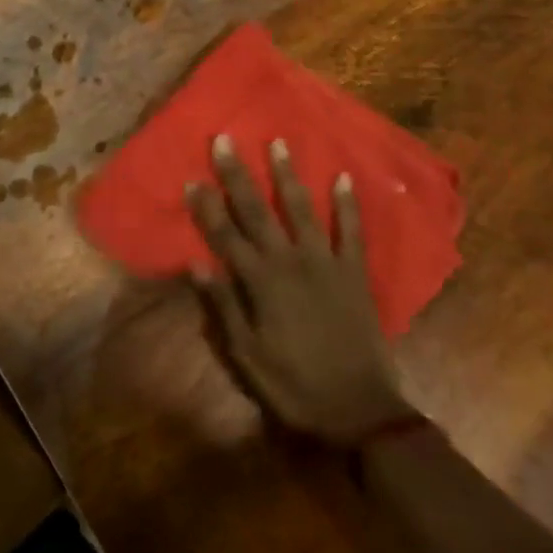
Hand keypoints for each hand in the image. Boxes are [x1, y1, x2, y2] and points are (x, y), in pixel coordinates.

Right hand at [189, 135, 413, 445]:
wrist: (359, 412)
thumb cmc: (294, 386)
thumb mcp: (246, 355)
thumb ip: (223, 306)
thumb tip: (196, 264)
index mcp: (260, 282)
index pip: (225, 235)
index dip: (207, 207)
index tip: (192, 179)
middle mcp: (290, 261)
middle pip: (258, 211)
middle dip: (238, 175)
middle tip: (225, 140)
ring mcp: (325, 263)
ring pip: (302, 209)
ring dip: (287, 176)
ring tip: (278, 143)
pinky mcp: (354, 272)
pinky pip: (352, 232)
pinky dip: (348, 205)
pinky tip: (345, 177)